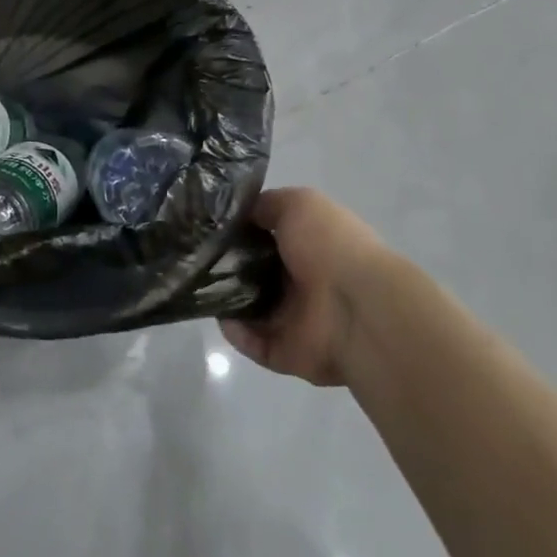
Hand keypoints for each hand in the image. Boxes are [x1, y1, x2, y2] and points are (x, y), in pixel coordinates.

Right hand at [220, 187, 393, 386]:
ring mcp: (295, 320)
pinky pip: (253, 343)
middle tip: (197, 257)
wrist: (359, 308)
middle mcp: (301, 282)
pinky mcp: (287, 352)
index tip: (210, 227)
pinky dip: (235, 333)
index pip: (267, 238)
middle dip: (226, 266)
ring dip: (225, 299)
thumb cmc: (329, 246)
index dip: (240, 232)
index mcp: (309, 247)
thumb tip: (243, 213)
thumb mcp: (300, 204)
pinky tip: (222, 316)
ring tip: (200, 286)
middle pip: (253, 273)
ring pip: (249, 309)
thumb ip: (268, 205)